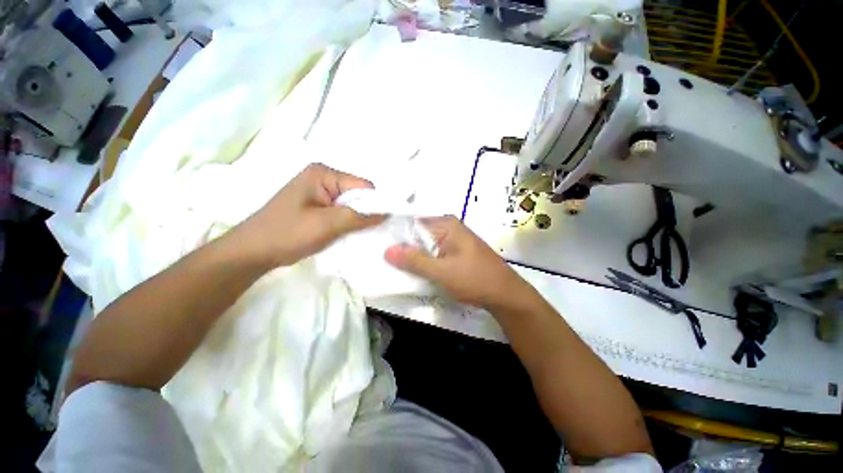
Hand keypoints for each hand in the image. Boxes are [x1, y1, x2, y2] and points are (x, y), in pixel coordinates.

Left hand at [238, 163, 384, 266]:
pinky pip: (342, 212)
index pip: (363, 186)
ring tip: (358, 234)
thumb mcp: (327, 224)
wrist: (253, 252)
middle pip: (358, 194)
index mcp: (324, 174)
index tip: (384, 223)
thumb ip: (359, 217)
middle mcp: (324, 178)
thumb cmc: (287, 234)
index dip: (376, 203)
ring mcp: (320, 192)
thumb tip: (388, 213)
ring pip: (351, 205)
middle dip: (366, 212)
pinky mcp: (318, 206)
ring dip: (357, 220)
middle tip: (371, 232)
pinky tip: (348, 234)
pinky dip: (348, 223)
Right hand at [385, 216, 530, 309]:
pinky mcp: (452, 253)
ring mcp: (450, 241)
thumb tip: (387, 250)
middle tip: (377, 255)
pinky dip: (421, 261)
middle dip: (400, 246)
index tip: (375, 240)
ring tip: (387, 263)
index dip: (394, 231)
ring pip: (423, 246)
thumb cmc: (476, 279)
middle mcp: (447, 228)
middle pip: (417, 234)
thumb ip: (415, 261)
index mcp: (446, 224)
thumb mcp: (442, 271)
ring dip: (410, 256)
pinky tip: (409, 270)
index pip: (412, 221)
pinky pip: (431, 254)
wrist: (505, 295)